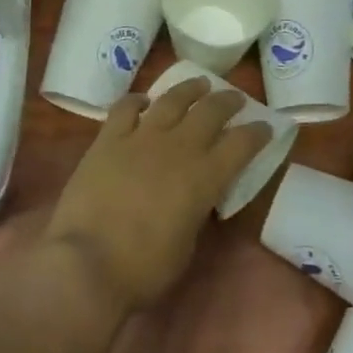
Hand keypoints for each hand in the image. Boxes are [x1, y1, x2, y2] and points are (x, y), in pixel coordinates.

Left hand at [43, 77, 272, 315]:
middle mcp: (178, 148)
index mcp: (205, 178)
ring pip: (172, 100)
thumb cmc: (144, 268)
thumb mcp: (187, 244)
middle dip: (228, 101)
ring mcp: (141, 138)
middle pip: (210, 111)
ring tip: (199, 83)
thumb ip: (196, 211)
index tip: (265, 126)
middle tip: (235, 98)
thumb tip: (195, 197)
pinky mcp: (108, 139)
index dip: (257, 133)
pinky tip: (143, 100)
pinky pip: (125, 108)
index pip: (241, 144)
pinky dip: (137, 100)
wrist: (88, 263)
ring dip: (189, 89)